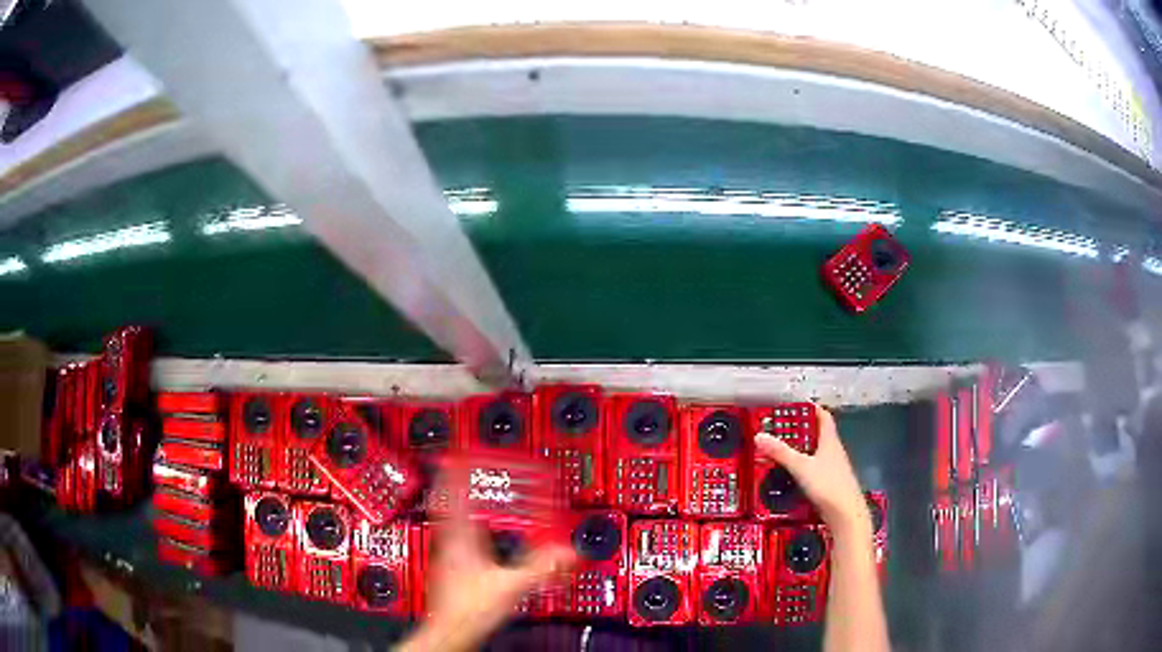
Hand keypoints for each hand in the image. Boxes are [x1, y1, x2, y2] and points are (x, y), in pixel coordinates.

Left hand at [396, 471, 574, 651]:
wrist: (450, 631)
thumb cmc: (469, 609)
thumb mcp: (512, 586)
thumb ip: (541, 568)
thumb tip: (566, 552)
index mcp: (460, 538)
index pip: (453, 494)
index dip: (455, 470)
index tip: (459, 452)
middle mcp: (449, 542)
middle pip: (447, 502)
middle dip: (454, 481)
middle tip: (459, 464)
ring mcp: (447, 554)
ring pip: (447, 518)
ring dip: (456, 501)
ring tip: (464, 489)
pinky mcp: (451, 568)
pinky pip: (453, 536)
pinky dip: (461, 524)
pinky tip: (472, 532)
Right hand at [754, 405, 870, 536]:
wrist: (845, 514)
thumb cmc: (827, 485)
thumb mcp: (800, 467)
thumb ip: (780, 452)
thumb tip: (759, 435)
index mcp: (829, 441)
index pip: (823, 417)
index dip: (811, 408)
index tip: (796, 405)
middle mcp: (833, 451)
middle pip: (817, 434)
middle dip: (800, 430)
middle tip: (780, 429)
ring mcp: (832, 468)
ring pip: (815, 453)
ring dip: (800, 450)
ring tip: (780, 450)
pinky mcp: (829, 484)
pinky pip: (814, 469)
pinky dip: (802, 467)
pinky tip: (790, 474)